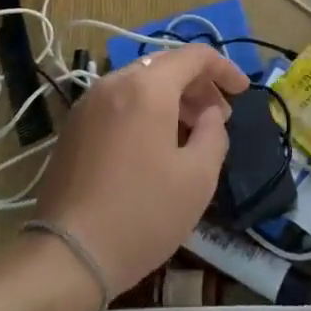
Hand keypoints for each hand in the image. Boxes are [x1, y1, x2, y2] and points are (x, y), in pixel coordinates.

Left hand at [33, 43, 245, 295]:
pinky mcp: (74, 126)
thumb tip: (209, 115)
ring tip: (191, 131)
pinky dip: (145, 108)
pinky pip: (119, 101)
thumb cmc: (142, 214)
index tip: (243, 91)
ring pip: (140, 82)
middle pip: (165, 65)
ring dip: (171, 97)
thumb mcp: (198, 178)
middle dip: (198, 84)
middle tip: (219, 115)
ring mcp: (88, 103)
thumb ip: (213, 134)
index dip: (224, 68)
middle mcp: (114, 82)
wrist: (67, 255)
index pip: (193, 56)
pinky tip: (156, 143)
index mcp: (147, 87)